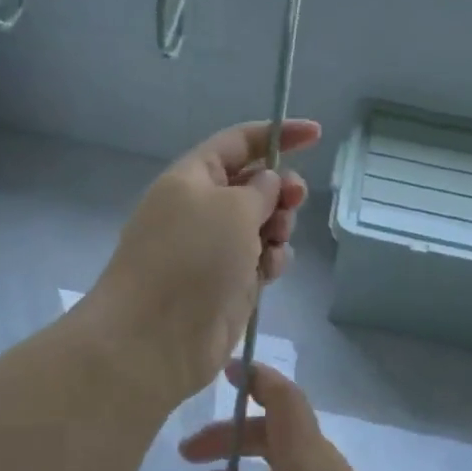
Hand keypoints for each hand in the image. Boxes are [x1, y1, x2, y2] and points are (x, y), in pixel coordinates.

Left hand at [85, 119, 319, 409]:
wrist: (155, 336)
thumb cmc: (191, 257)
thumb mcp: (231, 207)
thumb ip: (259, 188)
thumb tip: (267, 183)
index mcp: (192, 178)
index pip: (237, 142)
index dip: (276, 134)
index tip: (316, 134)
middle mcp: (201, 209)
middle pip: (253, 184)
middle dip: (280, 189)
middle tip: (294, 199)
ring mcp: (213, 249)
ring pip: (262, 224)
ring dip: (278, 228)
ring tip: (273, 242)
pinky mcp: (227, 284)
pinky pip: (261, 260)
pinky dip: (271, 261)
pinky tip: (268, 272)